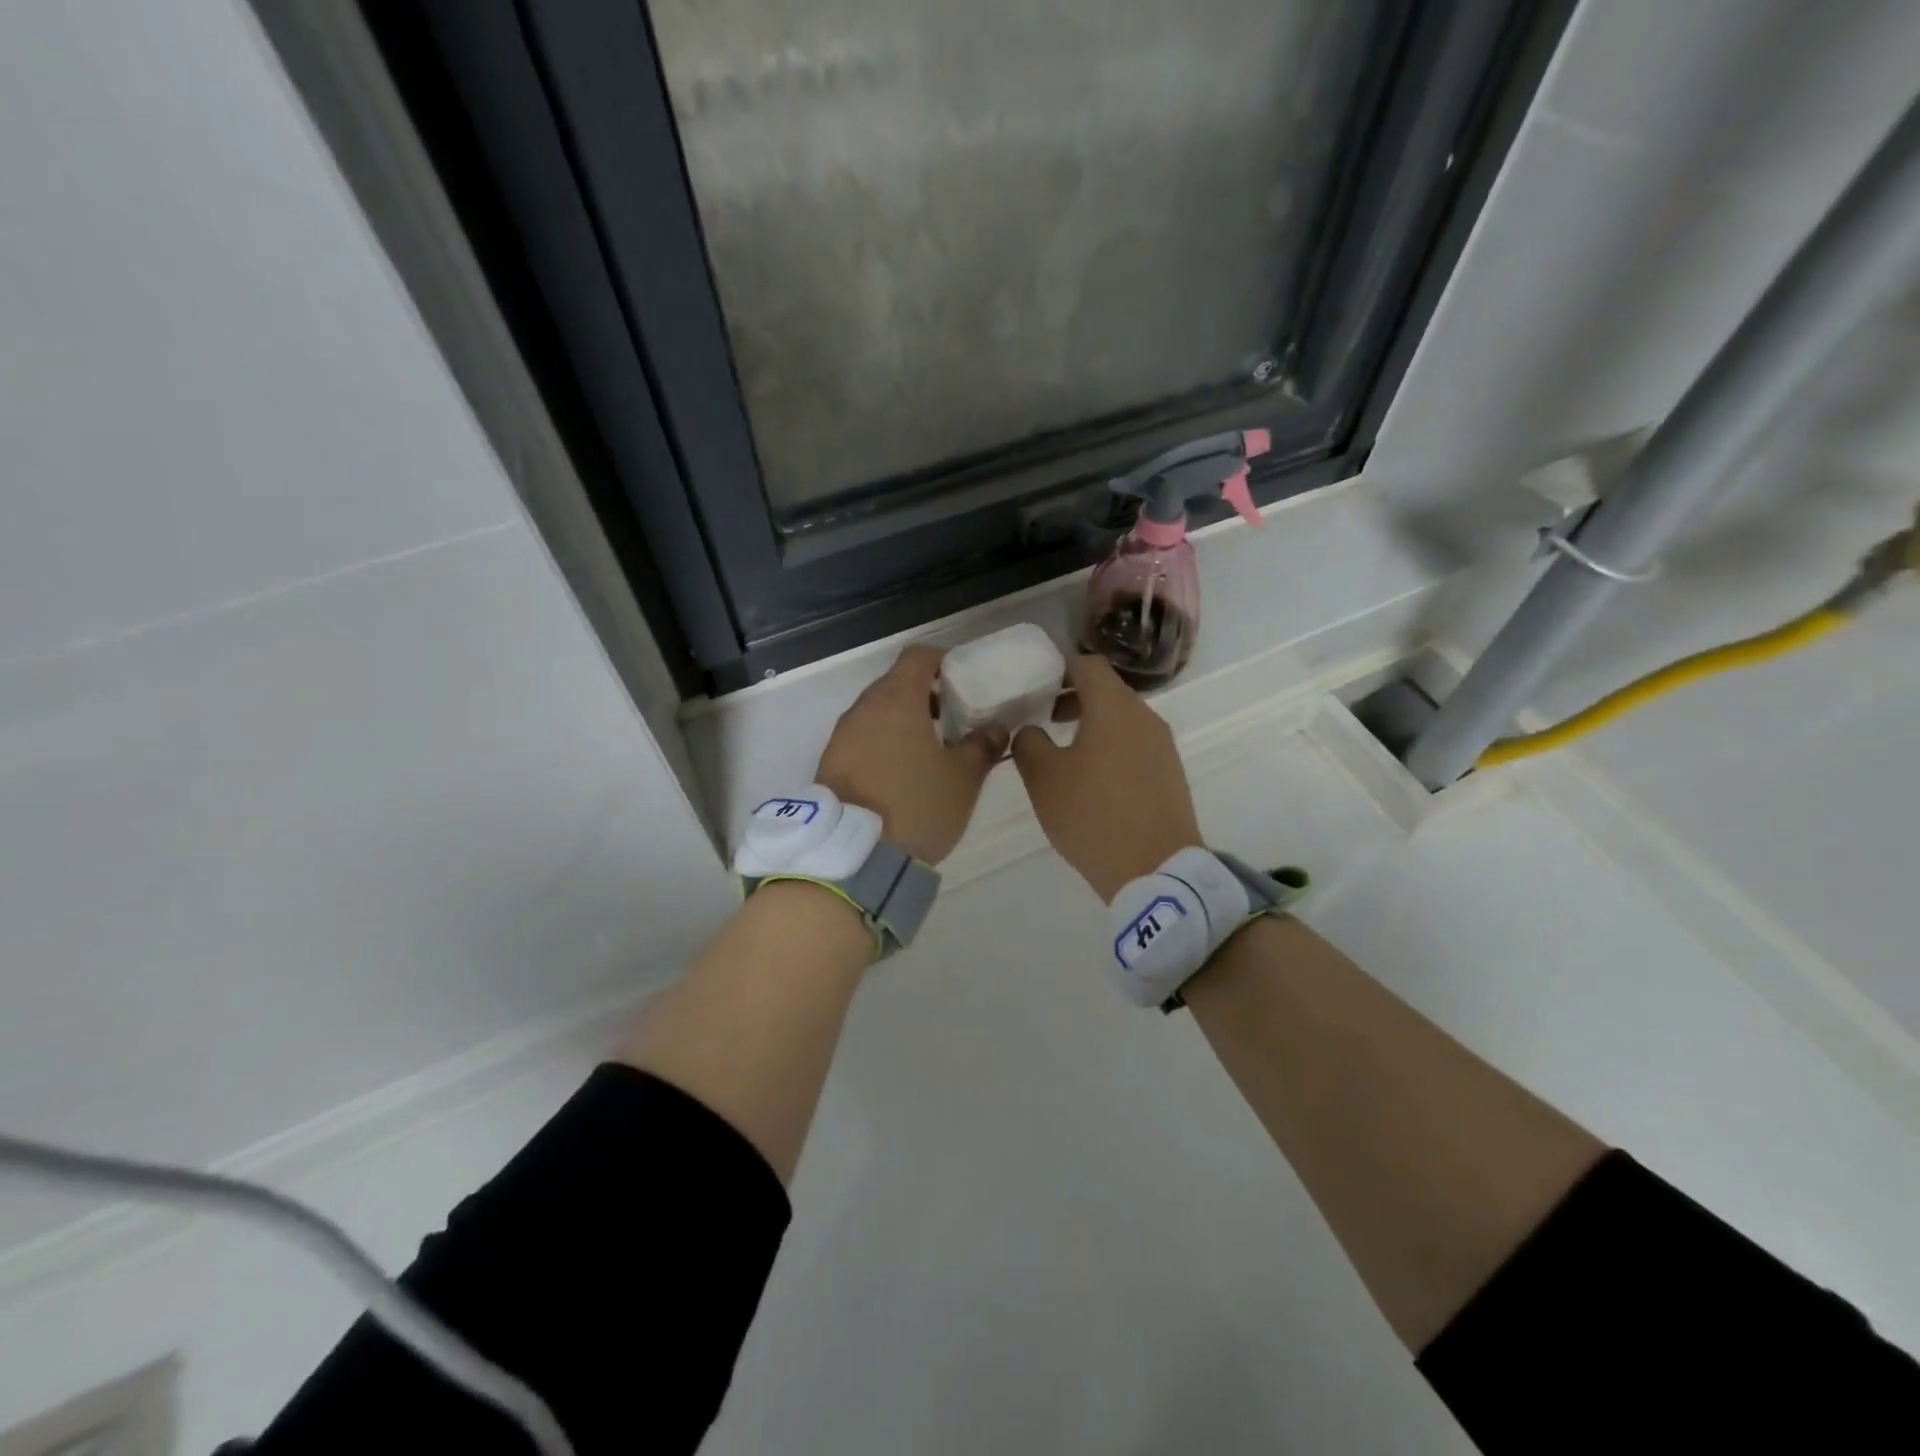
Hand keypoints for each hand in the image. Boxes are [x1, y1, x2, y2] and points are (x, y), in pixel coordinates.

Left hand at [815, 645, 1003, 864]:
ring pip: (877, 712)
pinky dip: (883, 742)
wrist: (854, 856)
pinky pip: (862, 737)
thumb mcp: (962, 778)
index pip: (918, 656)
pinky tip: (901, 772)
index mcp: (896, 700)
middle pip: (896, 683)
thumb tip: (996, 728)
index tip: (963, 681)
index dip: (943, 661)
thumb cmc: (916, 805)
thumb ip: (982, 746)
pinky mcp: (830, 762)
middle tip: (953, 718)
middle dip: (925, 694)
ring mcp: (842, 735)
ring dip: (903, 720)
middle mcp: (863, 708)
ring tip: (930, 749)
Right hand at [1011, 655, 1201, 900]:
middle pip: (1107, 691)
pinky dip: (1111, 746)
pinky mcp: (1170, 773)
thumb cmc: (1093, 815)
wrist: (1155, 870)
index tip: (1036, 686)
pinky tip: (1093, 780)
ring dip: (1092, 724)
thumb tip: (1031, 730)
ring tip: (1064, 752)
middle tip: (1043, 718)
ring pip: (1122, 719)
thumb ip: (1029, 742)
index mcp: (1114, 708)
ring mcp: (1163, 746)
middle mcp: (1145, 717)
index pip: (1088, 664)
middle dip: (1072, 698)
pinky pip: (1136, 744)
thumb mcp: (1043, 778)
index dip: (1059, 668)